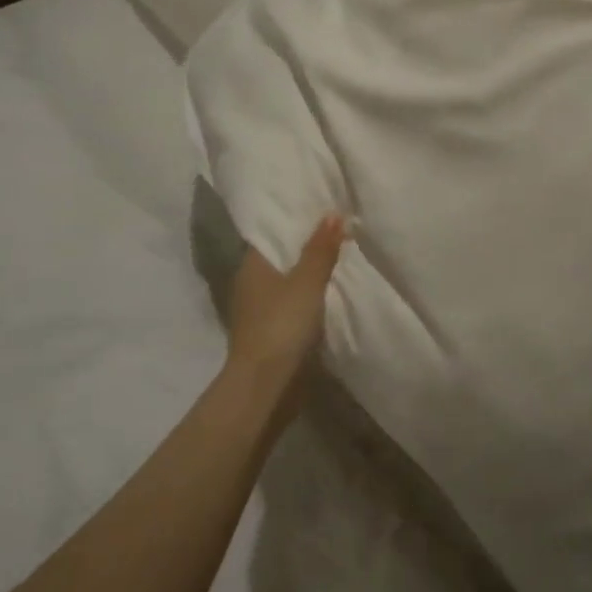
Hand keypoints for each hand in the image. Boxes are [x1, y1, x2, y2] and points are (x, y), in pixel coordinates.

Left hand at [226, 215, 347, 385]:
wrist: (266, 386)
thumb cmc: (282, 326)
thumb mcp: (307, 282)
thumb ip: (320, 249)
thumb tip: (332, 213)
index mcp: (252, 265)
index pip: (272, 231)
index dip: (295, 217)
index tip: (321, 205)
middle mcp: (251, 283)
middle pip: (281, 255)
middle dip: (306, 243)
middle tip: (339, 226)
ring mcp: (259, 310)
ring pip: (288, 280)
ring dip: (309, 271)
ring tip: (341, 254)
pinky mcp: (271, 332)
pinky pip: (293, 303)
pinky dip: (309, 295)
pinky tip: (331, 290)